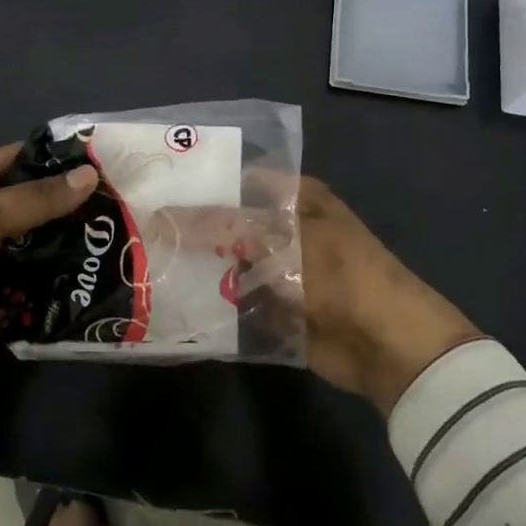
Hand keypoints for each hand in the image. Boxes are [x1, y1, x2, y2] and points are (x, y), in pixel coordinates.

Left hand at [0, 145, 97, 400]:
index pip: (21, 159)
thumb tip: (89, 176)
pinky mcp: (0, 298)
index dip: (58, 157)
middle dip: (74, 206)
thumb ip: (35, 199)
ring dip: (71, 247)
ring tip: (120, 243)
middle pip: (37, 205)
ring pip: (41, 246)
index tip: (105, 160)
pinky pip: (37, 286)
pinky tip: (96, 282)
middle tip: (124, 205)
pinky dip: (60, 284)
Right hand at [155, 176, 480, 414]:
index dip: (201, 185)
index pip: (237, 182)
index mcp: (295, 198)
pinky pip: (237, 302)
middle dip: (193, 230)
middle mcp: (286, 230)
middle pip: (230, 225)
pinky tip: (173, 302)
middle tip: (140, 230)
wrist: (385, 344)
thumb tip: (164, 215)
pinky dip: (214, 304)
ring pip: (230, 264)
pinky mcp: (277, 310)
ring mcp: (281, 272)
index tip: (156, 190)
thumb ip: (220, 226)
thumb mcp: (278, 239)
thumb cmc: (337, 273)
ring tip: (146, 264)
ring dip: (199, 269)